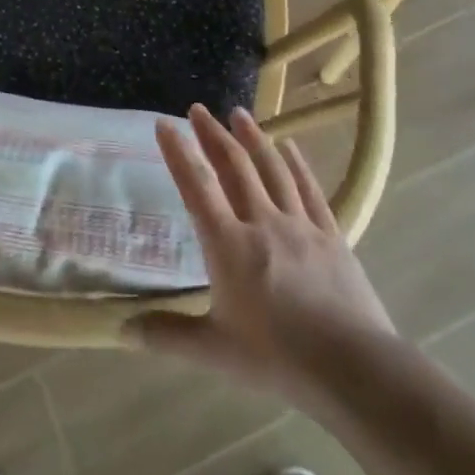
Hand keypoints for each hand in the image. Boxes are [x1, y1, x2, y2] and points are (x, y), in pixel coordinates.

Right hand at [129, 106, 395, 402]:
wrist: (352, 366)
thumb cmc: (277, 357)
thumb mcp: (214, 351)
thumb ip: (167, 336)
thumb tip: (121, 331)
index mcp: (228, 245)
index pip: (196, 187)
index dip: (178, 152)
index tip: (164, 123)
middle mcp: (262, 222)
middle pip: (234, 167)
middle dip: (213, 134)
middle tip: (198, 108)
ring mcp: (300, 225)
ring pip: (272, 170)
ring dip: (253, 138)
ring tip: (239, 113)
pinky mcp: (330, 234)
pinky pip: (309, 189)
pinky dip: (296, 164)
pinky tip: (290, 146)